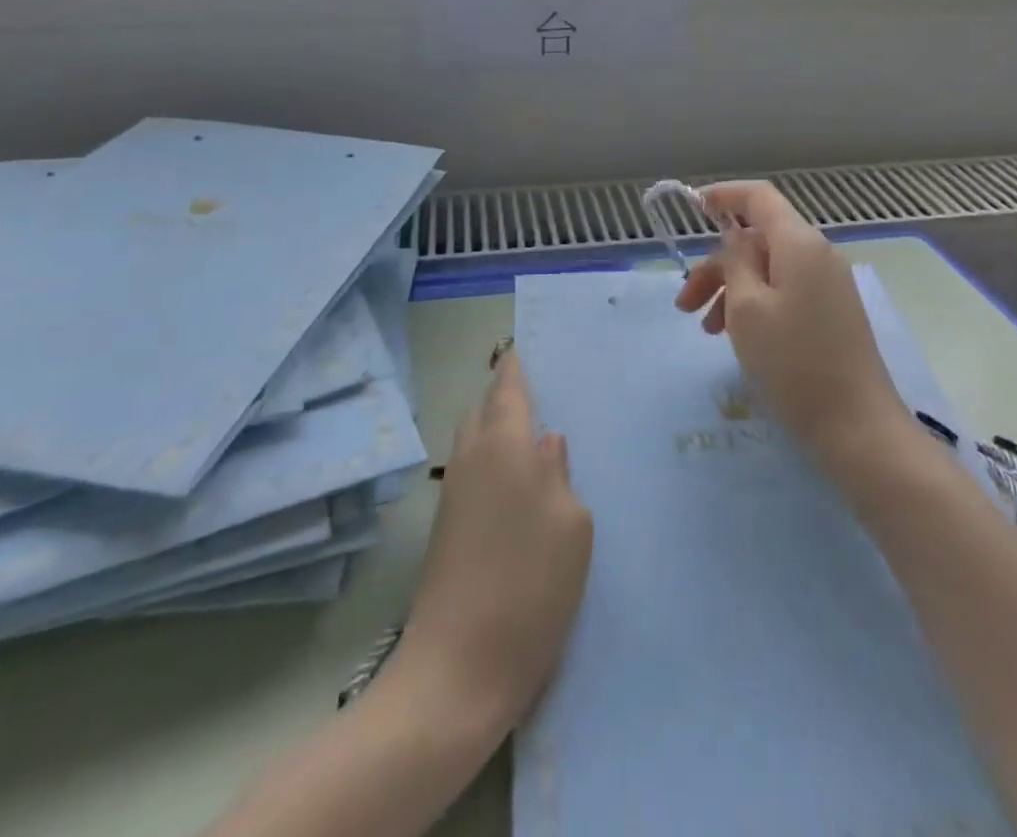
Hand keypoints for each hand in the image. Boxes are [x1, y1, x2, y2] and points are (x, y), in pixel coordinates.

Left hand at [395, 353, 592, 736]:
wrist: (457, 670)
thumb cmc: (529, 586)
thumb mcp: (571, 525)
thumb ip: (560, 474)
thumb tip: (546, 443)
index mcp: (505, 445)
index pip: (508, 387)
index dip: (516, 365)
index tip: (524, 346)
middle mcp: (472, 459)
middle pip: (483, 409)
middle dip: (504, 397)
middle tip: (541, 398)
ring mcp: (453, 495)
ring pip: (473, 442)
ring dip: (497, 432)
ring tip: (534, 441)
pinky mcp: (445, 529)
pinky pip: (471, 472)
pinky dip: (492, 463)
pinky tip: (517, 486)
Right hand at [674, 181, 907, 468]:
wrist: (857, 426)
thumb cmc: (793, 362)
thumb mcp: (748, 308)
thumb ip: (736, 262)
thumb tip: (737, 238)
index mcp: (800, 243)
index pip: (759, 197)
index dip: (724, 195)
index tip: (693, 207)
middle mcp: (818, 254)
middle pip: (758, 239)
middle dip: (717, 265)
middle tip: (684, 303)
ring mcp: (828, 284)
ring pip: (768, 269)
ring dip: (731, 290)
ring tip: (706, 330)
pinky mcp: (831, 312)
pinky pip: (784, 291)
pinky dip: (755, 304)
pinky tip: (737, 337)